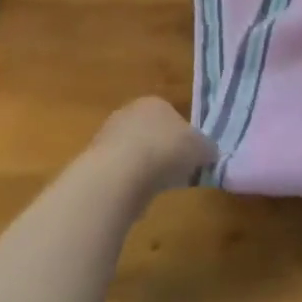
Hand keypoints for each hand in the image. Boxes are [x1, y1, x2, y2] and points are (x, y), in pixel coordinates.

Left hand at [92, 96, 218, 195]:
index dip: (184, 138)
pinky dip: (127, 186)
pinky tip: (135, 198)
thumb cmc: (165, 151)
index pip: (172, 116)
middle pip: (150, 134)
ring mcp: (105, 137)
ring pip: (133, 155)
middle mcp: (127, 113)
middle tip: (175, 174)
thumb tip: (209, 153)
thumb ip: (207, 148)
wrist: (117, 176)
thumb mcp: (201, 148)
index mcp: (154, 102)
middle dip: (162, 153)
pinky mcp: (91, 164)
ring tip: (155, 190)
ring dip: (143, 170)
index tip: (190, 158)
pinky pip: (118, 175)